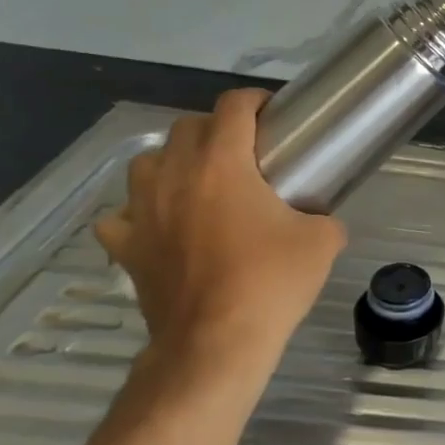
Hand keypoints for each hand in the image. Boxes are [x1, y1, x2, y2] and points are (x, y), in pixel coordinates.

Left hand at [95, 90, 344, 387]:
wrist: (216, 343)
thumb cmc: (271, 282)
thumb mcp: (322, 241)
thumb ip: (323, 217)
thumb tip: (320, 219)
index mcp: (223, 164)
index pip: (233, 107)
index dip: (255, 101)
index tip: (274, 116)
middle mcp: (175, 176)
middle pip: (187, 126)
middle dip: (216, 129)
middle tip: (245, 152)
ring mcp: (142, 212)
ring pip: (147, 162)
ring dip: (173, 163)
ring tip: (199, 183)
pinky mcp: (126, 247)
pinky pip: (121, 216)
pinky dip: (138, 214)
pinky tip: (160, 225)